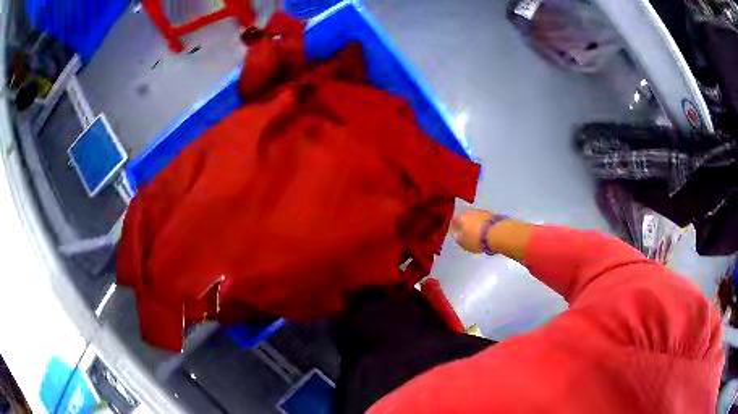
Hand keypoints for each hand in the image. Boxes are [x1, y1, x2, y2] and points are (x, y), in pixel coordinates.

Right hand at [451, 209, 492, 253]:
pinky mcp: (492, 214)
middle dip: (466, 223)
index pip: (454, 219)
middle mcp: (470, 212)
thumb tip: (457, 235)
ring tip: (478, 231)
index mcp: (461, 218)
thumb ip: (458, 238)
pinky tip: (486, 230)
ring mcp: (482, 212)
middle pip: (466, 216)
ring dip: (476, 222)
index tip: (456, 231)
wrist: (497, 234)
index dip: (454, 225)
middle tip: (467, 231)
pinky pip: (485, 218)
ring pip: (476, 216)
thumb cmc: (477, 239)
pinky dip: (484, 223)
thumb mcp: (463, 243)